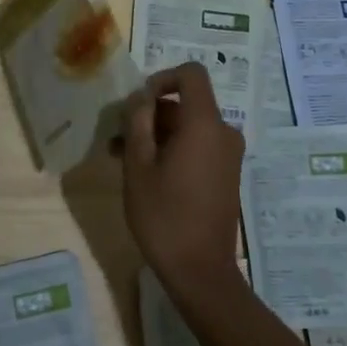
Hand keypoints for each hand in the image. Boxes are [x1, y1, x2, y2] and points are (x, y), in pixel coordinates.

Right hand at [117, 64, 244, 291]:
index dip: (162, 78)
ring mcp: (228, 155)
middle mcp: (223, 132)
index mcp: (204, 124)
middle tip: (118, 137)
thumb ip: (138, 122)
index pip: (191, 74)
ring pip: (189, 127)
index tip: (139, 103)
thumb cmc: (164, 215)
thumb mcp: (138, 166)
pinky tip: (145, 171)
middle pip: (187, 103)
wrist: (200, 271)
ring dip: (157, 134)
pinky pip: (199, 145)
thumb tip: (142, 98)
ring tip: (123, 157)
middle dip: (151, 114)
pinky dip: (173, 149)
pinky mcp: (226, 173)